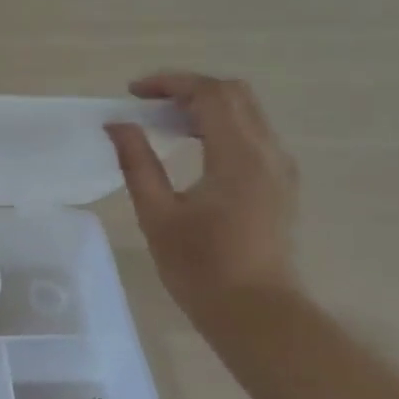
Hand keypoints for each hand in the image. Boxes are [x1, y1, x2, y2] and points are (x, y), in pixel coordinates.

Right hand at [106, 72, 300, 320]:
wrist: (257, 314)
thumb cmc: (201, 268)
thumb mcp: (158, 215)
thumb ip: (137, 163)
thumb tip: (118, 125)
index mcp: (239, 157)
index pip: (210, 94)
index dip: (170, 83)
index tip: (133, 93)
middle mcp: (268, 152)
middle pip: (234, 94)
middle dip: (189, 89)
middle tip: (148, 105)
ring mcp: (280, 168)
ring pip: (247, 112)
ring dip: (205, 106)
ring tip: (163, 123)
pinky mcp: (280, 183)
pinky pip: (252, 134)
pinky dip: (220, 126)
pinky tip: (191, 147)